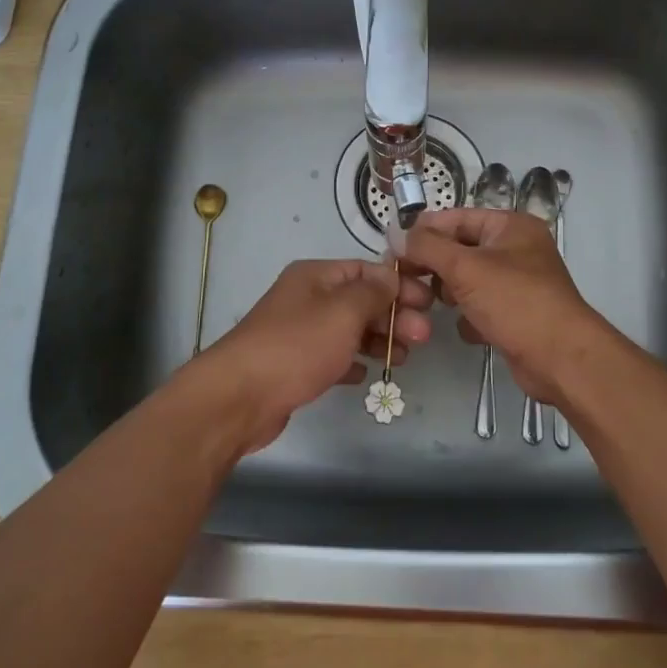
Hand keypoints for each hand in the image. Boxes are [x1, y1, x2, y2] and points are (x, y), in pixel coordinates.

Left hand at [187, 258, 433, 454]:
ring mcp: (298, 333)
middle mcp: (306, 298)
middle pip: (359, 300)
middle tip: (423, 337)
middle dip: (393, 315)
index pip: (365, 269)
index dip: (398, 284)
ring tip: (402, 359)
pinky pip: (332, 357)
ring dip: (378, 340)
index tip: (427, 303)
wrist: (239, 397)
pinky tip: (366, 374)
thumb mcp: (343, 312)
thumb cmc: (296, 346)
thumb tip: (392, 275)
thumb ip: (373, 292)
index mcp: (315, 276)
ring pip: (348, 330)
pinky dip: (352, 362)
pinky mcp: (294, 365)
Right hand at [399, 208, 615, 402]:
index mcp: (510, 226)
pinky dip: (470, 316)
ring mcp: (517, 283)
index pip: (456, 218)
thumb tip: (396, 232)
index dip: (424, 231)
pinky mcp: (516, 314)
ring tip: (433, 305)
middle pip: (460, 249)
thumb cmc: (515, 302)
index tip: (393, 249)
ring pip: (467, 280)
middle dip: (435, 266)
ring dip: (450, 293)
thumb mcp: (465, 268)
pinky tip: (469, 329)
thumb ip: (427, 247)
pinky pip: (480, 306)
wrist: (562, 360)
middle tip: (407, 281)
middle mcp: (516, 249)